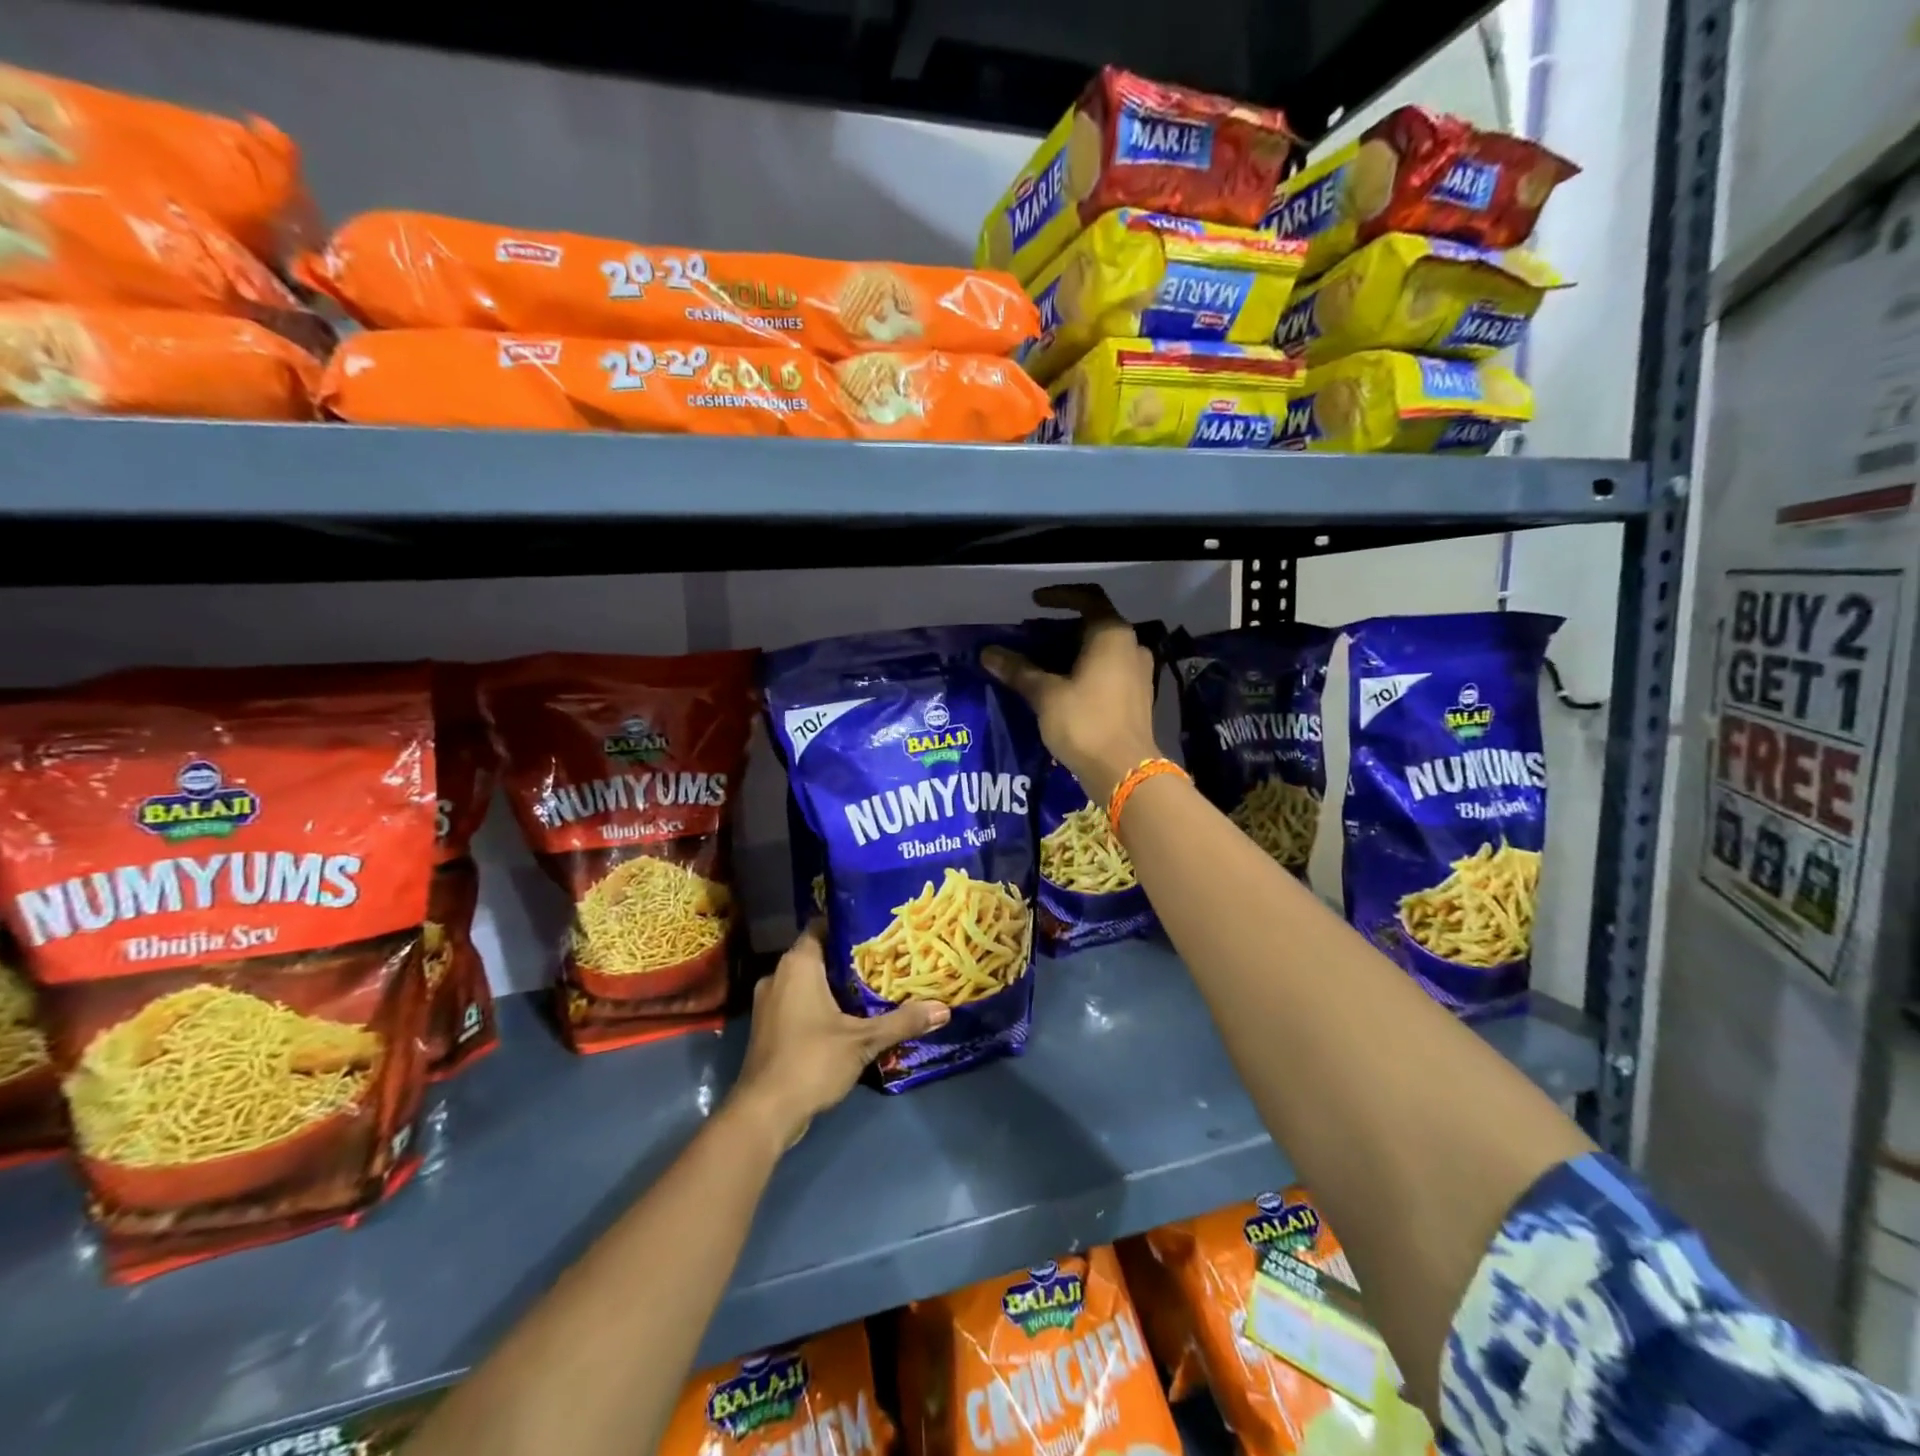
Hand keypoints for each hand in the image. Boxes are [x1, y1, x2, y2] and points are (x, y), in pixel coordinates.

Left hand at [728, 923, 948, 1148]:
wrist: (764, 1112)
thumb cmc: (811, 1061)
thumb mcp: (863, 1040)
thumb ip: (902, 1021)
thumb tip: (944, 1009)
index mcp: (798, 965)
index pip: (821, 926)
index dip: (848, 924)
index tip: (876, 929)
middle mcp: (778, 975)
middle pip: (817, 954)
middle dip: (848, 957)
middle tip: (884, 958)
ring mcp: (769, 1002)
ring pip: (806, 980)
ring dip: (834, 983)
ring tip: (871, 986)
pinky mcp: (768, 1027)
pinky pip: (797, 1002)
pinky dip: (819, 1004)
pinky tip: (847, 1017)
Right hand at [982, 584, 1160, 803]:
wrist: (1125, 772)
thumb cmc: (1086, 723)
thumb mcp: (1046, 695)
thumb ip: (1018, 670)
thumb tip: (989, 653)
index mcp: (1112, 635)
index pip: (1087, 598)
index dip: (1059, 595)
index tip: (1034, 602)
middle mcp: (1131, 647)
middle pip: (1095, 625)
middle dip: (1062, 629)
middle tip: (1032, 638)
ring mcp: (1139, 673)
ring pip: (1102, 650)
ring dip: (1073, 652)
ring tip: (1043, 664)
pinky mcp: (1138, 697)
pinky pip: (1109, 671)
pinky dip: (1086, 670)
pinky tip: (1064, 688)